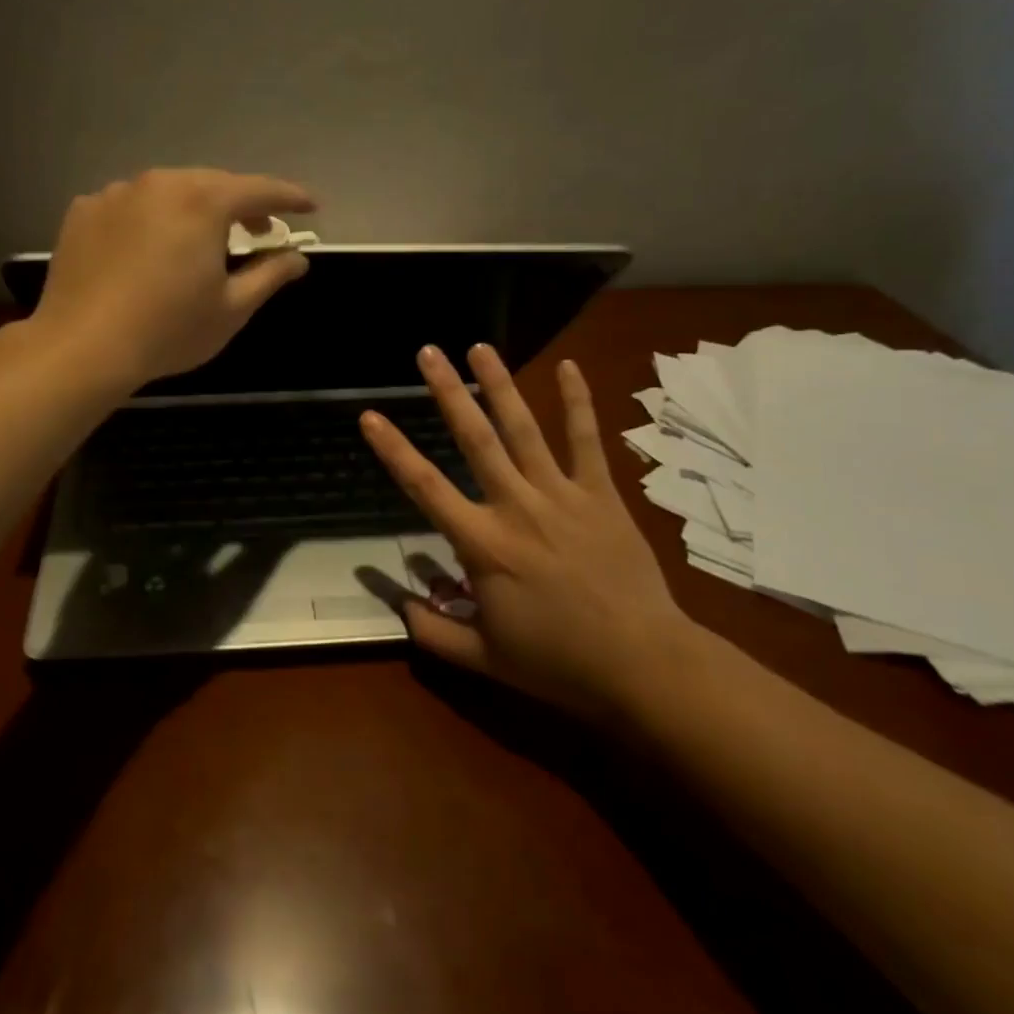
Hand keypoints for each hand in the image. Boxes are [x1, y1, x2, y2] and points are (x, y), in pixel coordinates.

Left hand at [31, 168, 316, 388]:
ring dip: (193, 210)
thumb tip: (298, 258)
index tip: (311, 206)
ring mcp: (115, 194)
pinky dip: (149, 219)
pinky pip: (129, 206)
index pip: (259, 189)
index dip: (290, 197)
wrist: (81, 347)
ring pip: (168, 192)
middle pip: (212, 185)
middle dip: (241, 204)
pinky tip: (148, 250)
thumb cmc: (168, 330)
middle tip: (260, 229)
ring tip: (202, 241)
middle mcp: (159, 183)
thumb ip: (269, 275)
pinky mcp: (83, 211)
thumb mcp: (232, 308)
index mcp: (202, 201)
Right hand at [360, 344, 699, 712]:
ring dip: (500, 385)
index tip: (370, 415)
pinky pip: (587, 441)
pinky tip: (569, 366)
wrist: (644, 666)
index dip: (393, 449)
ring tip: (479, 347)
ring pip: (524, 428)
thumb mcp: (483, 657)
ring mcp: (563, 495)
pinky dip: (578, 402)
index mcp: (484, 544)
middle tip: (428, 352)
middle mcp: (517, 507)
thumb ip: (432, 631)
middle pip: (475, 438)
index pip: (425, 487)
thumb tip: (398, 603)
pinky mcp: (601, 495)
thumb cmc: (558, 663)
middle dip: (448, 391)